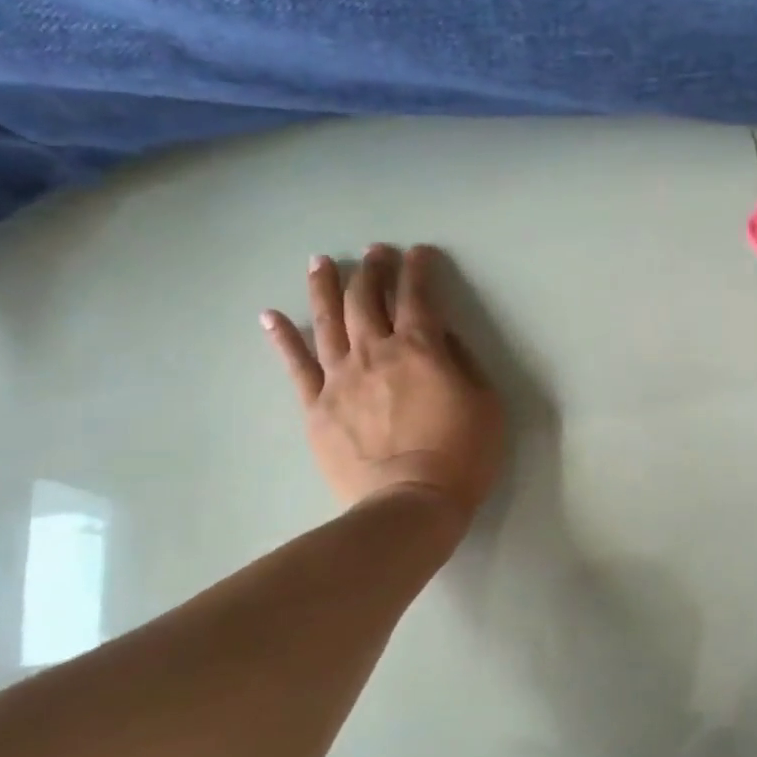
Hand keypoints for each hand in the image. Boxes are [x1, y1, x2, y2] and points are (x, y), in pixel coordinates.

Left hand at [263, 245, 503, 523]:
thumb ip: (462, 362)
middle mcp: (376, 352)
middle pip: (367, 299)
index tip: (419, 253)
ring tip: (322, 262)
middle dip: (372, 270)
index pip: (418, 296)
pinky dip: (283, 337)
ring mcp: (340, 378)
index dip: (418, 270)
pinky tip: (271, 315)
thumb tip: (442, 335)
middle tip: (374, 252)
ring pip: (328, 320)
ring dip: (326, 287)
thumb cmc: (461, 456)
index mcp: (420, 349)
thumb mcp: (486, 404)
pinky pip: (296, 364)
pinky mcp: (317, 406)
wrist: (410, 504)